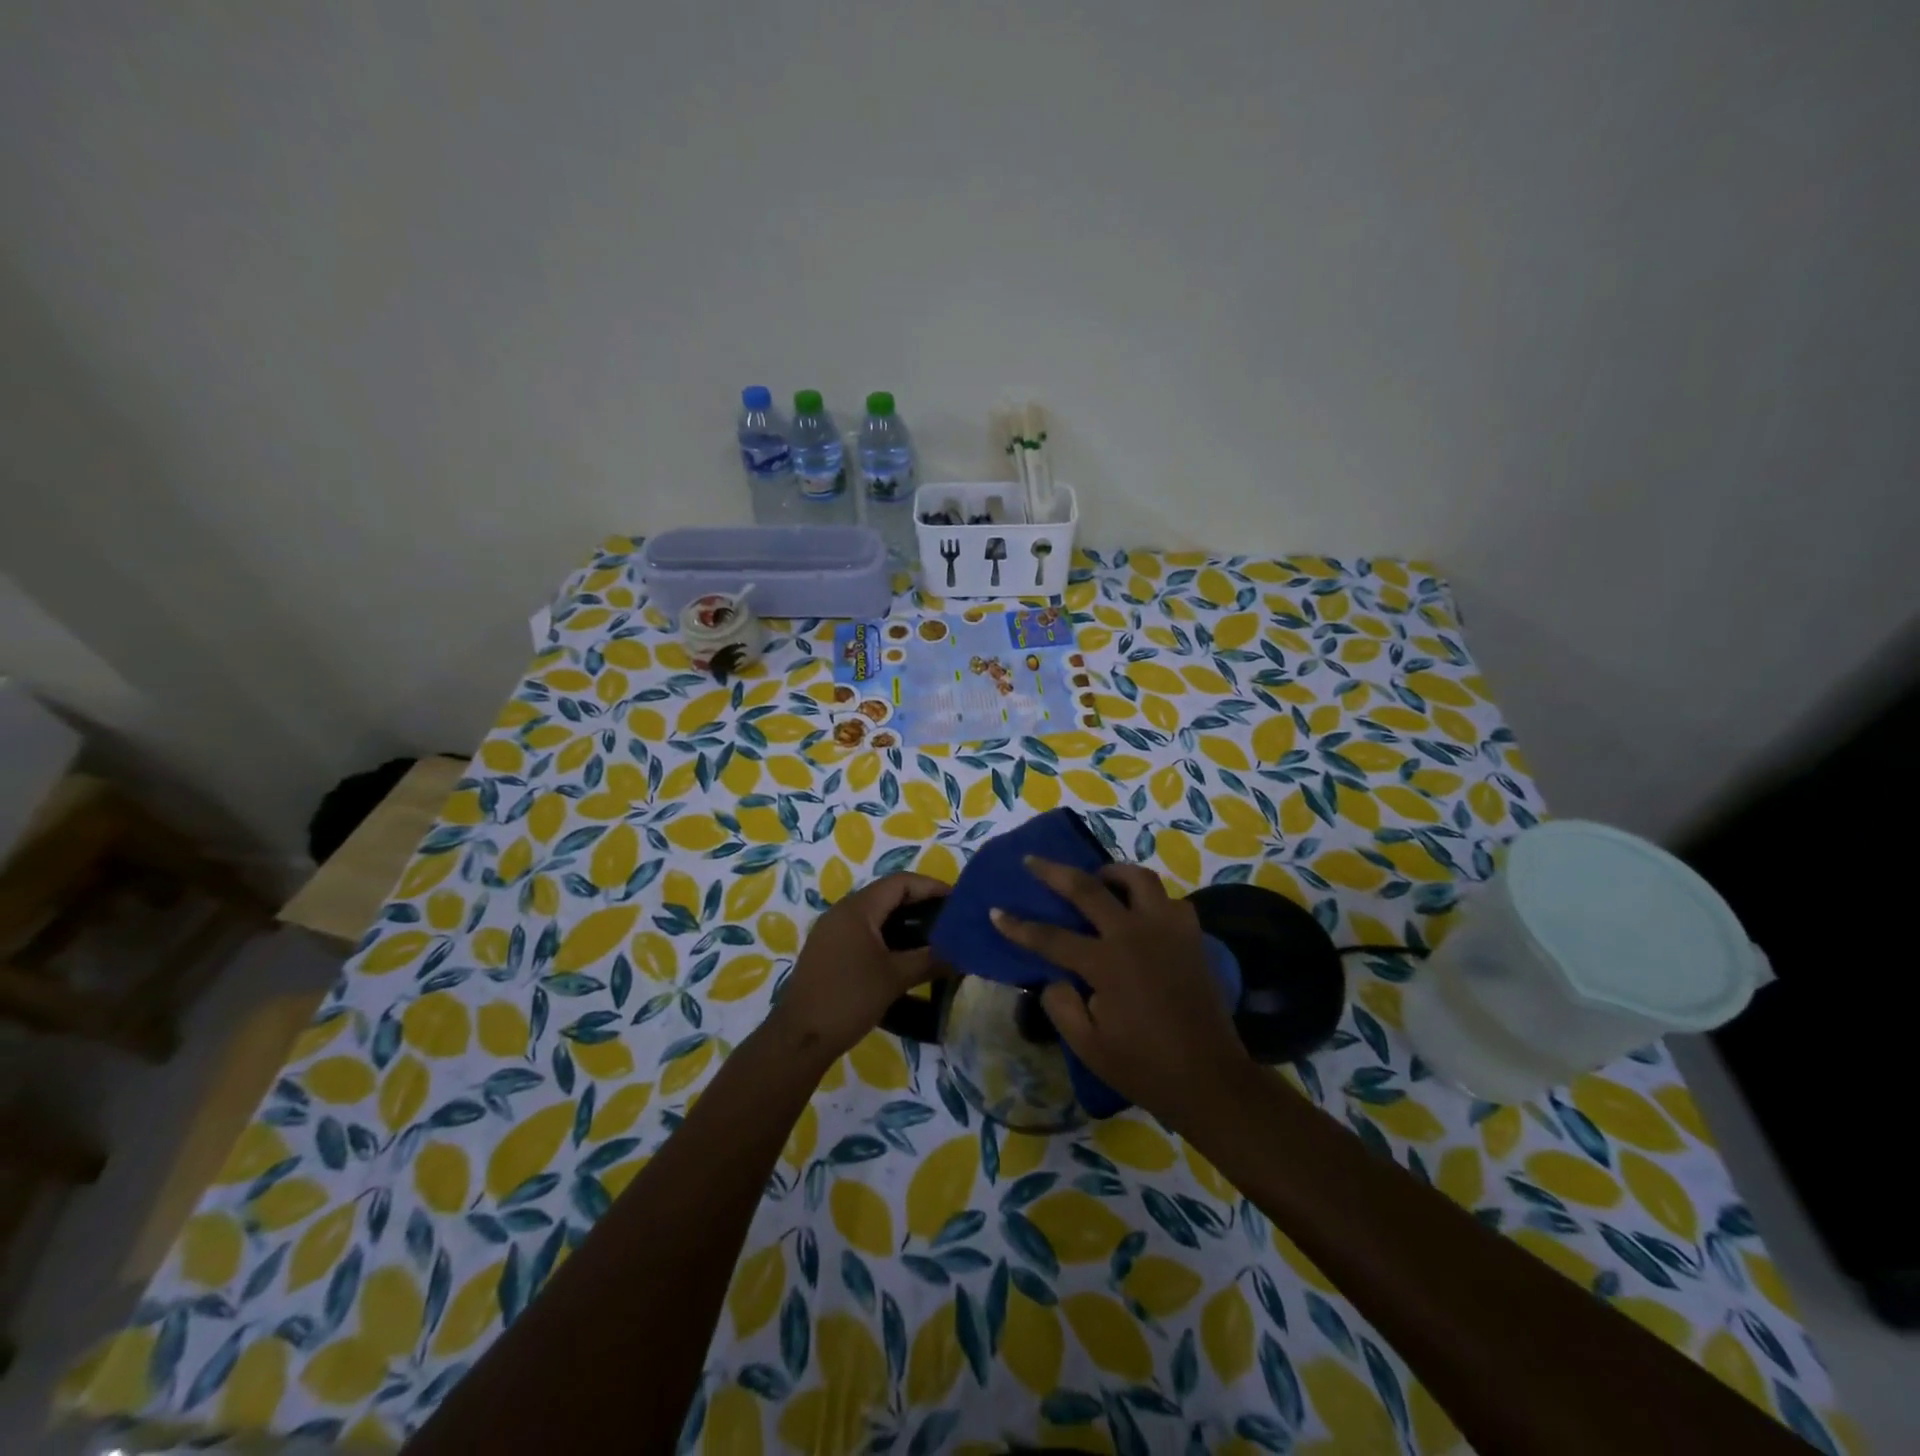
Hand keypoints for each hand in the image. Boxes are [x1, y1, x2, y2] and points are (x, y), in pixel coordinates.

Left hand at [770, 872, 948, 1066]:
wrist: (799, 1038)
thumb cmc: (849, 999)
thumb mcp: (895, 978)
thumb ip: (930, 960)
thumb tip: (962, 953)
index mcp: (857, 908)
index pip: (901, 882)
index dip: (931, 887)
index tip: (958, 901)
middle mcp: (842, 911)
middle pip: (888, 895)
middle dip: (921, 904)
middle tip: (950, 920)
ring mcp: (832, 931)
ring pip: (876, 915)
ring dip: (905, 922)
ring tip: (934, 938)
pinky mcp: (829, 951)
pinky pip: (864, 932)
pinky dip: (888, 937)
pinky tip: (905, 956)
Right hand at [991, 857, 1252, 1133]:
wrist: (1211, 1078)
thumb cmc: (1144, 1066)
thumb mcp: (1088, 1046)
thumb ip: (1061, 1005)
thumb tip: (1053, 977)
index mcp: (1106, 963)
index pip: (1050, 937)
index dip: (1018, 926)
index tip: (996, 912)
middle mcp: (1135, 934)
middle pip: (1087, 888)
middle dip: (1053, 872)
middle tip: (1033, 860)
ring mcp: (1167, 929)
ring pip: (1137, 878)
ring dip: (1110, 872)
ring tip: (1096, 879)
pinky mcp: (1192, 936)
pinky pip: (1168, 900)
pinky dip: (1149, 898)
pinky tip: (1140, 912)